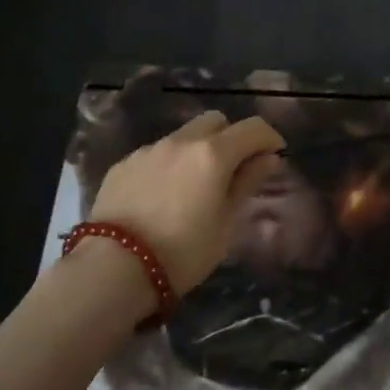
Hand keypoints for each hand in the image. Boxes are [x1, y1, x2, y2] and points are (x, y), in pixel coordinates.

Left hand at [86, 111, 284, 295]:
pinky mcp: (124, 163)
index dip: (269, 137)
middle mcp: (181, 141)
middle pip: (215, 121)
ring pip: (183, 135)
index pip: (252, 128)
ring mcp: (149, 149)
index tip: (275, 154)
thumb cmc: (183, 252)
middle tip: (234, 168)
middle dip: (231, 137)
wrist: (114, 267)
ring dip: (197, 150)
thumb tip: (269, 158)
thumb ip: (247, 183)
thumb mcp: (226, 224)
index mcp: (213, 153)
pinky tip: (162, 195)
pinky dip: (169, 164)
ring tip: (195, 185)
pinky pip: (156, 153)